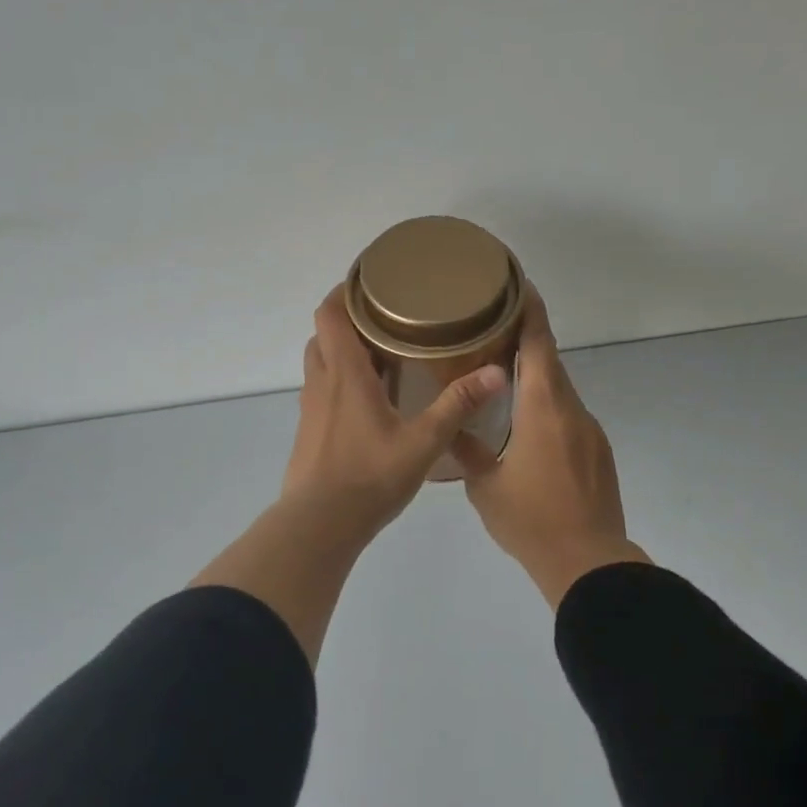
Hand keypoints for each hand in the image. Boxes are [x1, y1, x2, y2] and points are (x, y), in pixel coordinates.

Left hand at [194, 284, 509, 665]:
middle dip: (350, 320)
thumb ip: (458, 405)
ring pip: (321, 363)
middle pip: (325, 333)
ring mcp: (311, 409)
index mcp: (345, 374)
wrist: (320, 524)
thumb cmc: (369, 476)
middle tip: (386, 319)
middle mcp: (322, 383)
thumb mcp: (423, 441)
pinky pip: (323, 391)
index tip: (370, 282)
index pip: (330, 313)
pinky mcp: (310, 432)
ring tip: (382, 354)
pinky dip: (341, 381)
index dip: (344, 291)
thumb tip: (496, 372)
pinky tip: (372, 400)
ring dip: (344, 351)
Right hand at [451, 285, 649, 607]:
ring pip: (559, 391)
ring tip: (501, 380)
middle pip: (550, 362)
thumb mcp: (484, 485)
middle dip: (525, 341)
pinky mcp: (598, 453)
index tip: (516, 284)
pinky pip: (568, 416)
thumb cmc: (531, 520)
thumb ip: (467, 448)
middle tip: (491, 331)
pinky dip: (546, 408)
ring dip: (535, 379)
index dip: (529, 310)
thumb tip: (452, 426)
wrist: (588, 562)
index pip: (539, 343)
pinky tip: (525, 429)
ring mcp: (590, 432)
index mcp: (543, 408)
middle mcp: (572, 410)